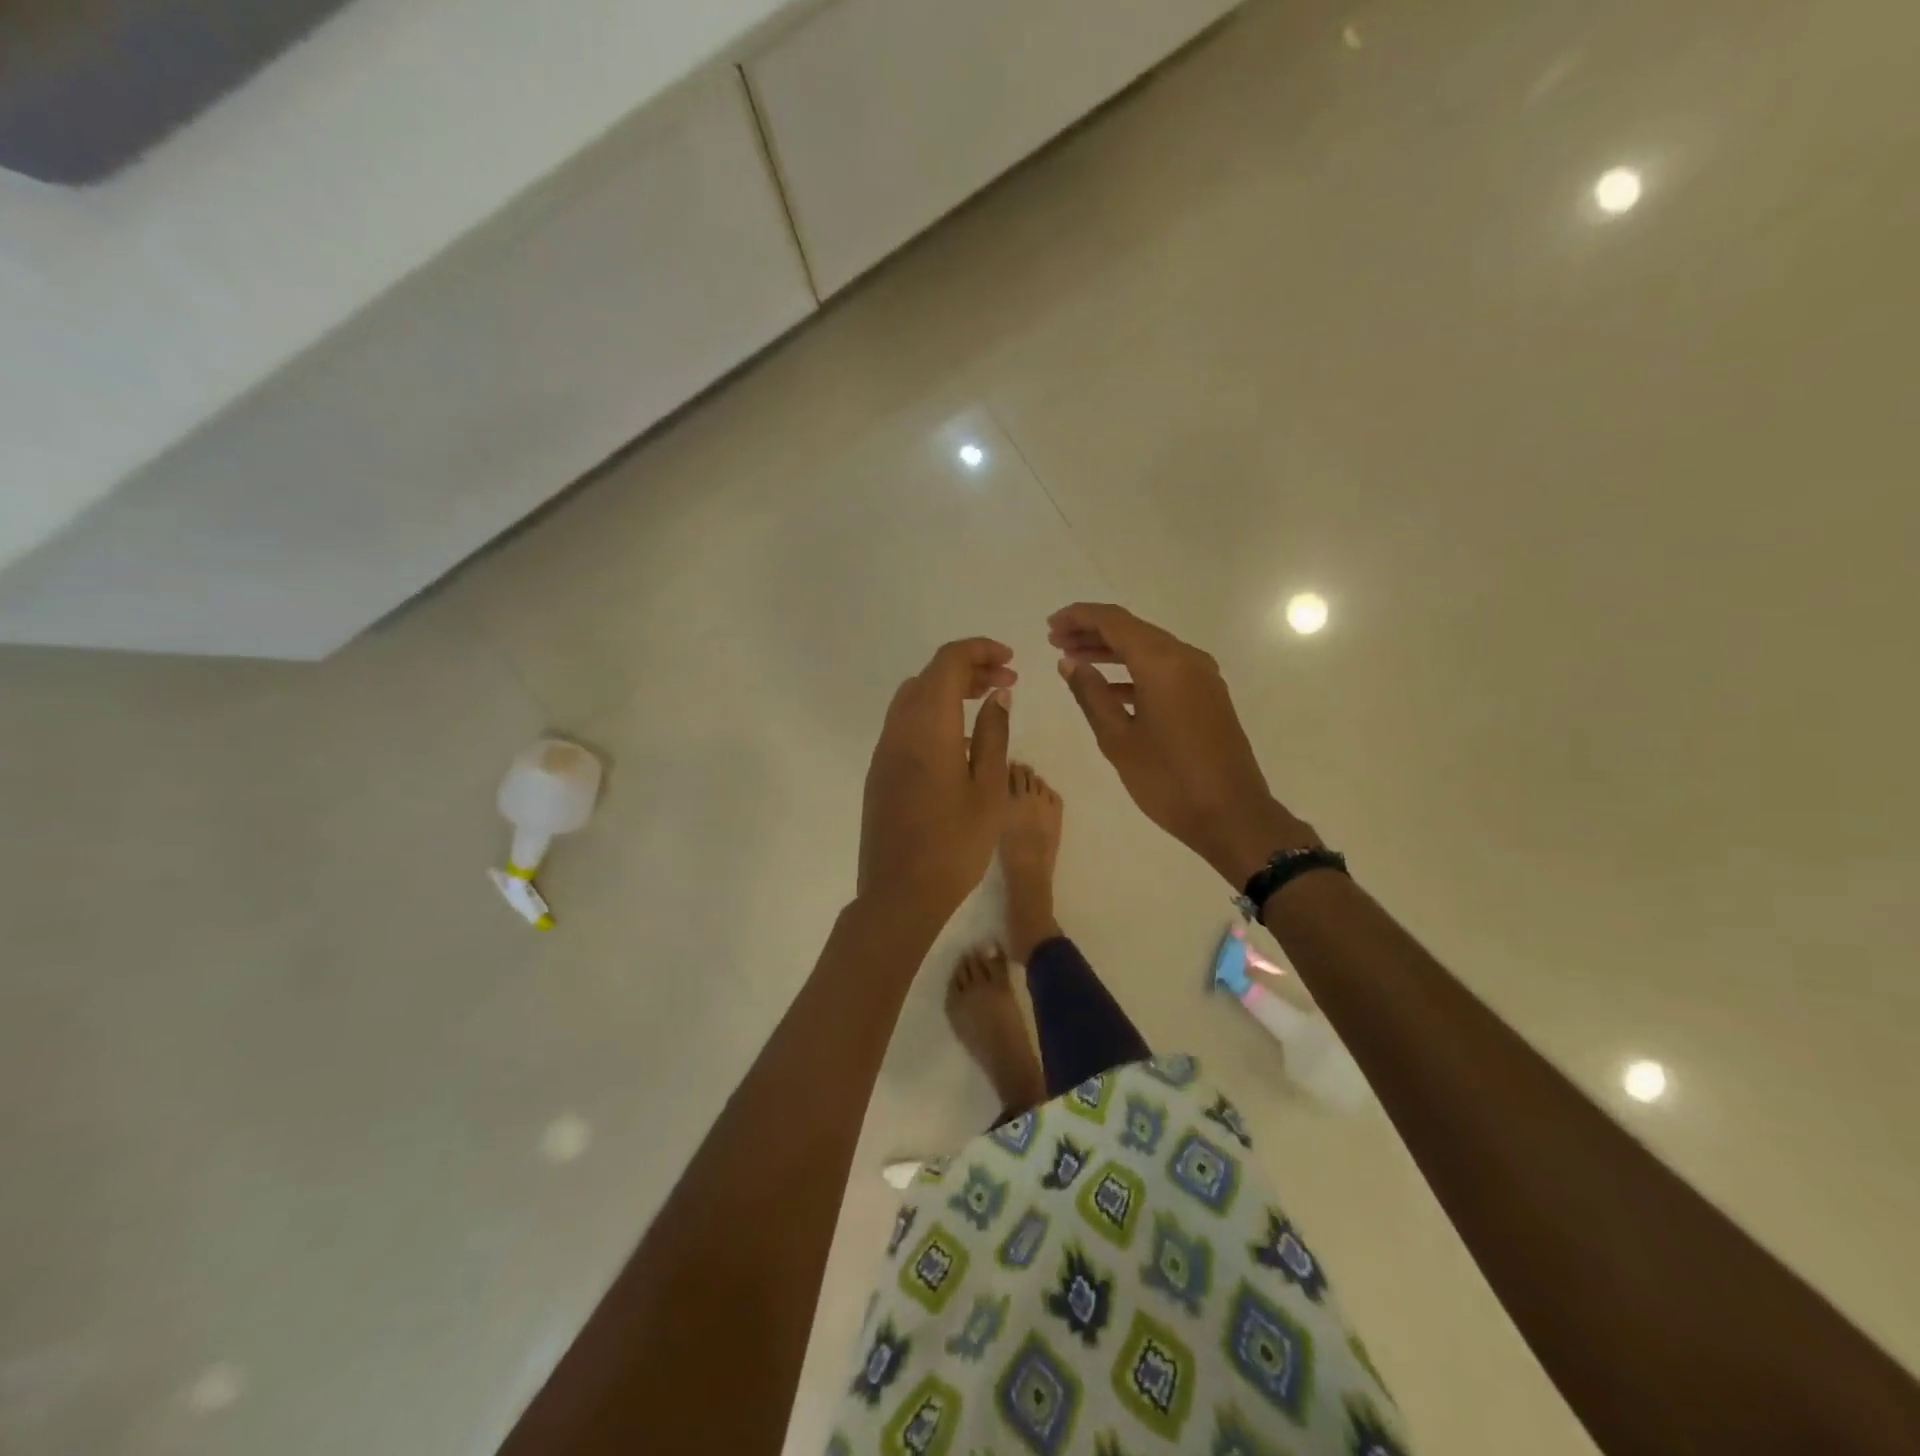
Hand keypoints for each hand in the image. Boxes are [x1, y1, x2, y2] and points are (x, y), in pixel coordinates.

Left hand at [858, 638, 1015, 920]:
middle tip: (1006, 683)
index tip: (1010, 661)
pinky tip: (958, 740)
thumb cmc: (955, 844)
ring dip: (948, 690)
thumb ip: (993, 734)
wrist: (900, 894)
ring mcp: (884, 751)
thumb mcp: (988, 788)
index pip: (948, 662)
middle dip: (967, 668)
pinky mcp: (879, 771)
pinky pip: (905, 724)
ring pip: (913, 698)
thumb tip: (998, 695)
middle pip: (929, 676)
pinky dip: (933, 713)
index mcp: (927, 726)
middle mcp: (898, 729)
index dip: (979, 651)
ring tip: (985, 705)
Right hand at [1048, 603, 1314, 886]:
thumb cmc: (1168, 779)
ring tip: (1074, 661)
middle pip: (1132, 630)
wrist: (1231, 815)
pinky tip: (1108, 688)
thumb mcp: (1118, 739)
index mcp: (1162, 663)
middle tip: (1056, 641)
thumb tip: (1069, 663)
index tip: (1050, 625)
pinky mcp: (1207, 695)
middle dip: (1092, 632)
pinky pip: (1164, 669)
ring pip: (1149, 649)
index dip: (1079, 617)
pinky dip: (1133, 671)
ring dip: (1112, 651)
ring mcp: (1201, 676)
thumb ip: (1090, 694)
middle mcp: (1186, 658)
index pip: (1114, 621)